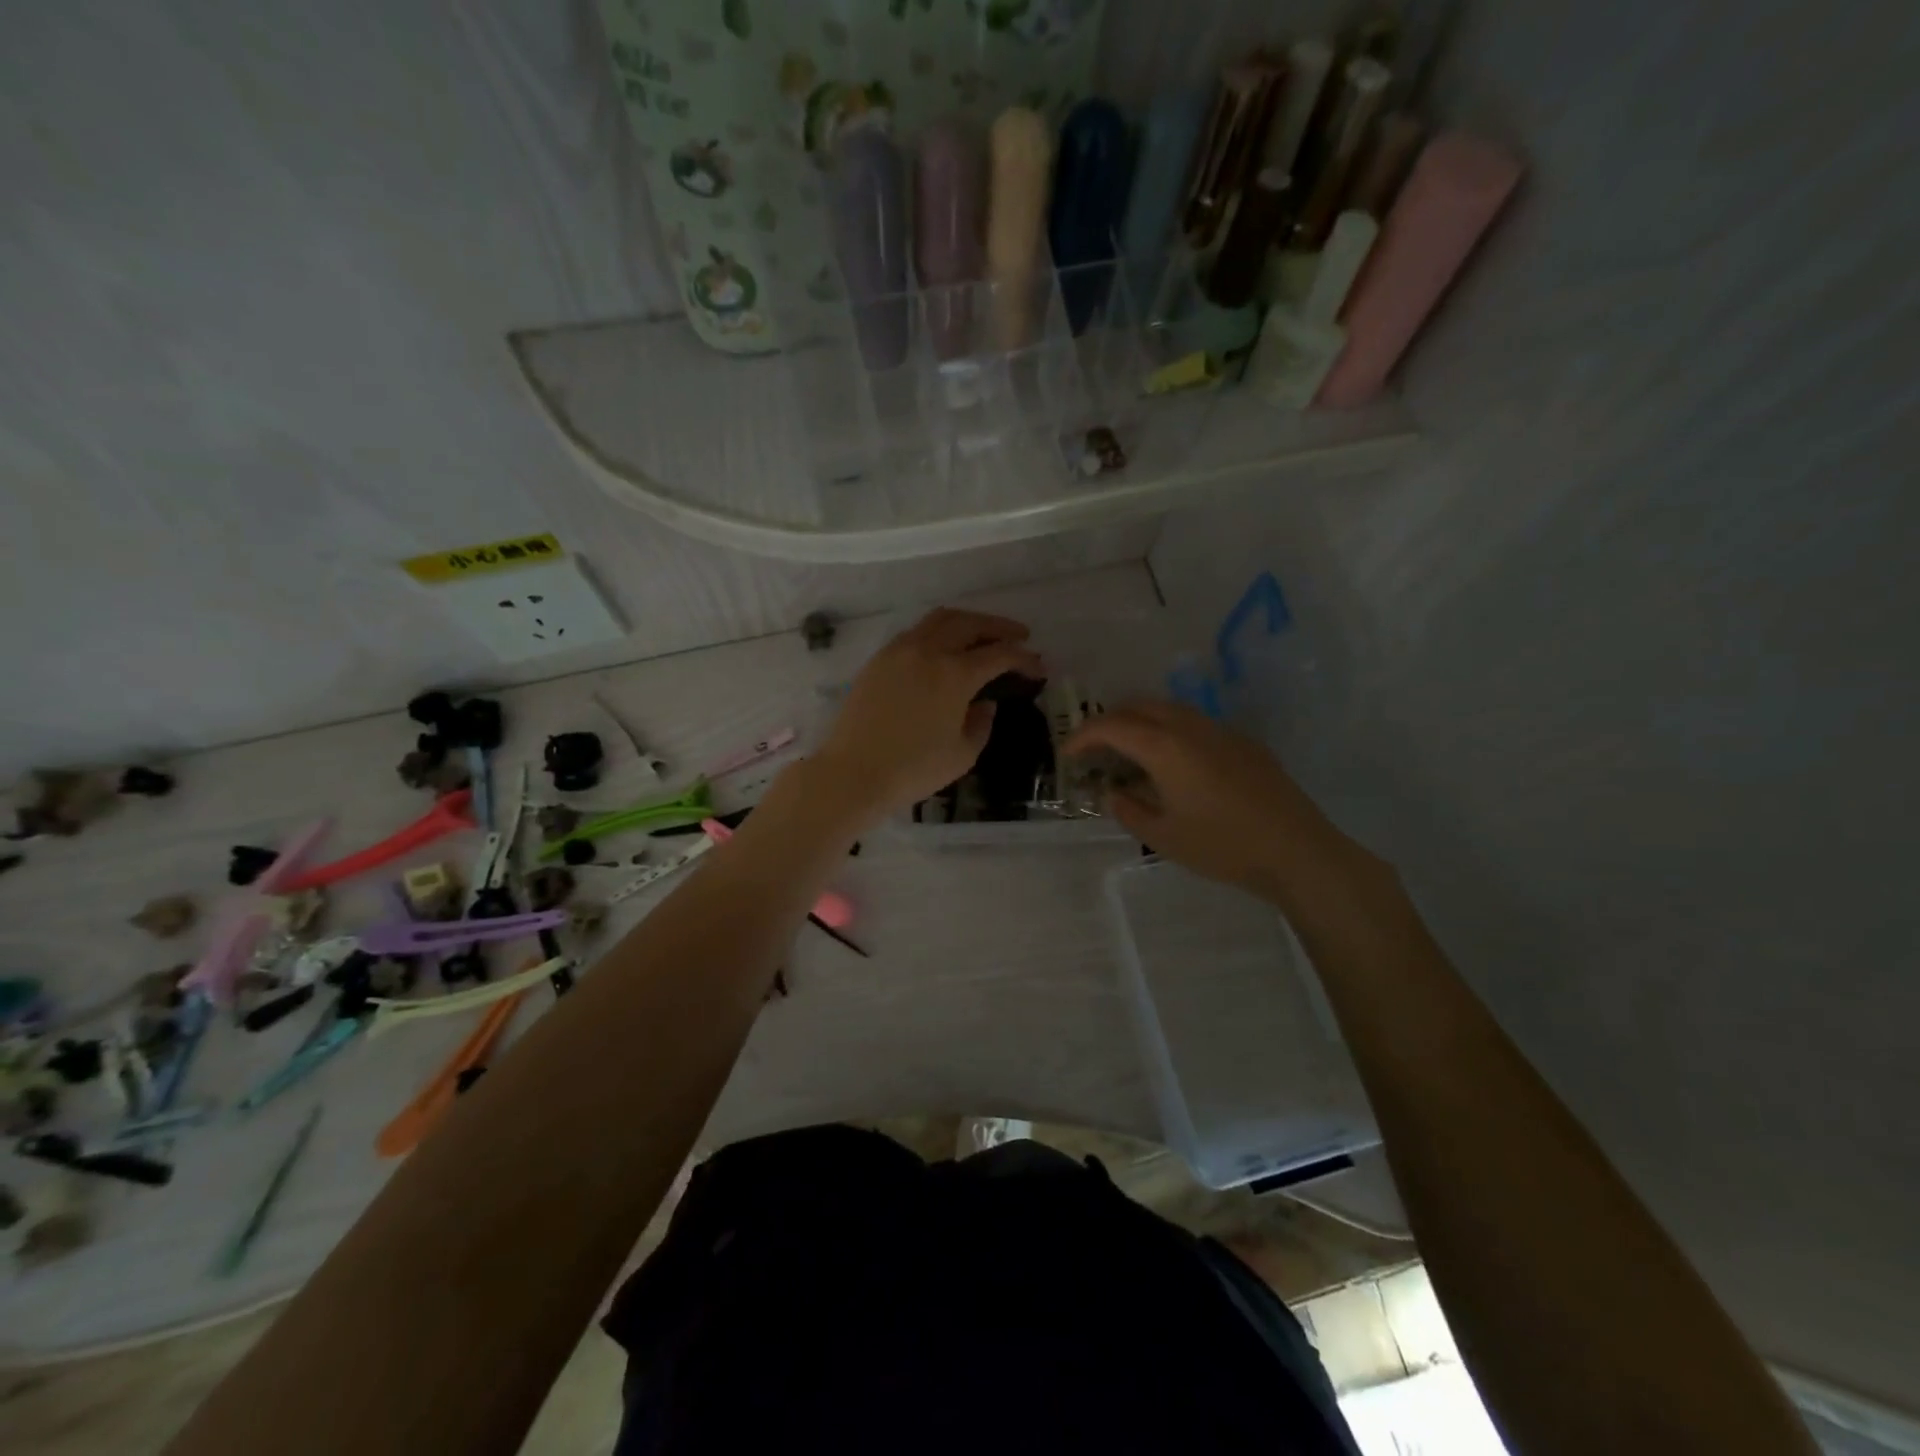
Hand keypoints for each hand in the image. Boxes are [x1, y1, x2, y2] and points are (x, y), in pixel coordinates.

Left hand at [812, 608, 1043, 826]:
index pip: (1000, 654)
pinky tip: (944, 647)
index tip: (1038, 667)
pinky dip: (938, 631)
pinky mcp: (879, 659)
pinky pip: (916, 631)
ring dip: (968, 621)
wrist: (854, 773)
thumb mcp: (962, 754)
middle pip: (971, 623)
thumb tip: (985, 703)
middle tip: (1019, 637)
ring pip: (940, 619)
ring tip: (983, 634)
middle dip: (999, 627)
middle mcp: (929, 651)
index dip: (1024, 658)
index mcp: (955, 674)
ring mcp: (900, 650)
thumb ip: (981, 723)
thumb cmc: (913, 770)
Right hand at [1064, 700, 1353, 898]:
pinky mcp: (1244, 742)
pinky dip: (1170, 729)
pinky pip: (1195, 723)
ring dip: (1142, 720)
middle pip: (1140, 706)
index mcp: (1165, 747)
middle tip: (1095, 746)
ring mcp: (1221, 731)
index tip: (1068, 753)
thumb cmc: (1223, 846)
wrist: (1296, 850)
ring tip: (1130, 750)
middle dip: (1110, 720)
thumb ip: (1129, 810)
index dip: (1084, 736)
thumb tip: (1114, 793)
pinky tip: (1174, 762)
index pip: (1113, 726)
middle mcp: (1191, 727)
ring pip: (1170, 709)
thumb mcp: (1163, 837)